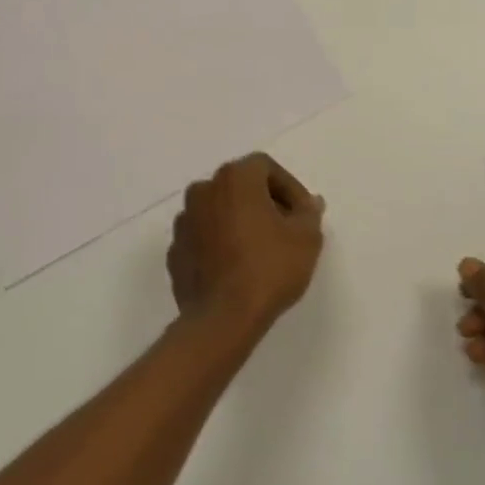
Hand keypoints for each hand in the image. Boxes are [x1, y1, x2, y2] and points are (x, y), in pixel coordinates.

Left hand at [169, 154, 324, 331]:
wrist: (223, 317)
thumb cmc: (269, 268)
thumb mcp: (306, 238)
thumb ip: (308, 213)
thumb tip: (309, 203)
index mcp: (234, 179)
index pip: (265, 167)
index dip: (289, 187)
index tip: (302, 214)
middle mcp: (203, 191)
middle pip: (238, 185)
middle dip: (263, 201)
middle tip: (285, 228)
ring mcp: (184, 222)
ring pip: (218, 210)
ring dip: (238, 221)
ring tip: (260, 249)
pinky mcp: (175, 251)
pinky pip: (203, 237)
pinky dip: (219, 243)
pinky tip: (236, 267)